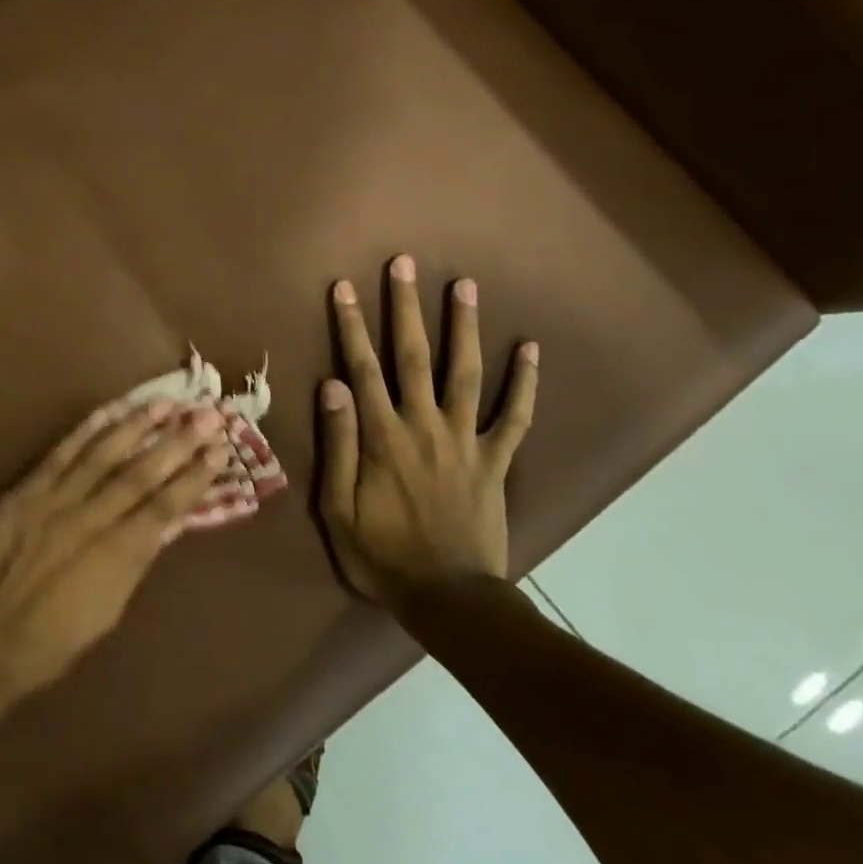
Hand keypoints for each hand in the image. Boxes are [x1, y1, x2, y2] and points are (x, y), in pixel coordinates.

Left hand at [0, 400, 232, 702]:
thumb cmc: (51, 642)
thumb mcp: (107, 612)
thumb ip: (135, 562)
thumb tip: (167, 524)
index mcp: (116, 556)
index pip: (165, 506)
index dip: (194, 477)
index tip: (220, 451)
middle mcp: (90, 520)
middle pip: (141, 473)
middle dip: (177, 442)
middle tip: (207, 413)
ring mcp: (54, 501)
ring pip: (103, 454)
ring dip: (137, 426)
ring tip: (165, 402)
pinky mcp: (24, 492)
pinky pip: (60, 454)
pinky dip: (85, 430)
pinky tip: (109, 410)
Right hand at [317, 255, 538, 620]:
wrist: (449, 599)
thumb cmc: (382, 554)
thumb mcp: (337, 507)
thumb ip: (338, 444)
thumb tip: (332, 385)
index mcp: (382, 437)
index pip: (361, 368)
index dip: (351, 326)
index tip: (344, 287)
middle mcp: (424, 426)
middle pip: (413, 356)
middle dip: (405, 307)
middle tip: (403, 264)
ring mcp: (466, 440)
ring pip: (465, 373)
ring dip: (463, 327)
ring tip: (463, 284)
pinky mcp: (496, 460)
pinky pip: (515, 416)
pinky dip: (525, 381)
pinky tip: (530, 347)